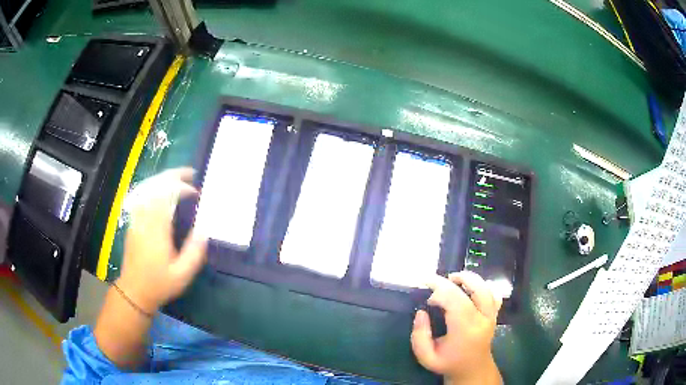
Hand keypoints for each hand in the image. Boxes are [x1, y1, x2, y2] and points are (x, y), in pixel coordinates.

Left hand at [117, 167, 207, 313]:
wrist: (134, 291)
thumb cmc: (159, 283)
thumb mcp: (182, 274)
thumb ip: (194, 252)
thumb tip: (204, 229)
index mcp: (157, 229)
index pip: (166, 196)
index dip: (182, 188)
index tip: (195, 193)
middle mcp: (144, 219)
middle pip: (155, 187)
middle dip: (173, 176)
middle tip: (190, 173)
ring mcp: (136, 219)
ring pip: (147, 189)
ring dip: (163, 179)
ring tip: (179, 178)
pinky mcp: (133, 222)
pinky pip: (142, 196)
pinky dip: (153, 188)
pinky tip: (161, 190)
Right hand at [411, 271, 502, 384]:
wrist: (472, 369)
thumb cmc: (448, 363)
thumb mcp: (426, 357)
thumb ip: (419, 336)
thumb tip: (421, 313)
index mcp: (465, 330)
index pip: (456, 301)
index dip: (440, 292)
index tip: (427, 299)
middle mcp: (482, 319)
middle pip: (474, 289)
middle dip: (452, 281)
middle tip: (434, 281)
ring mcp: (491, 315)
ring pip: (486, 288)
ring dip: (469, 279)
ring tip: (452, 279)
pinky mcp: (494, 313)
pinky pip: (494, 294)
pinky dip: (482, 286)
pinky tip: (470, 288)